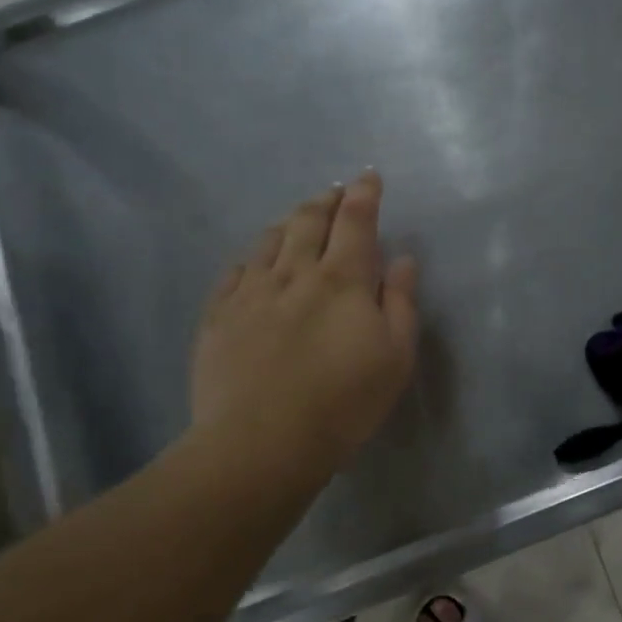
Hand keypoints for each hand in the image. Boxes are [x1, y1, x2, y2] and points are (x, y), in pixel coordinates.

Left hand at [188, 170, 418, 494]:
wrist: (260, 443)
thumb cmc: (342, 404)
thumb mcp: (395, 358)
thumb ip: (402, 303)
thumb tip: (403, 259)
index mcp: (342, 280)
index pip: (356, 220)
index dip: (364, 194)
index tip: (369, 178)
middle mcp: (295, 273)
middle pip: (309, 220)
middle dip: (326, 200)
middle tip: (335, 193)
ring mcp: (251, 292)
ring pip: (270, 240)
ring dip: (289, 223)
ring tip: (298, 220)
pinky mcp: (219, 315)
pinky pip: (235, 271)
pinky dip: (253, 258)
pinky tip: (255, 263)